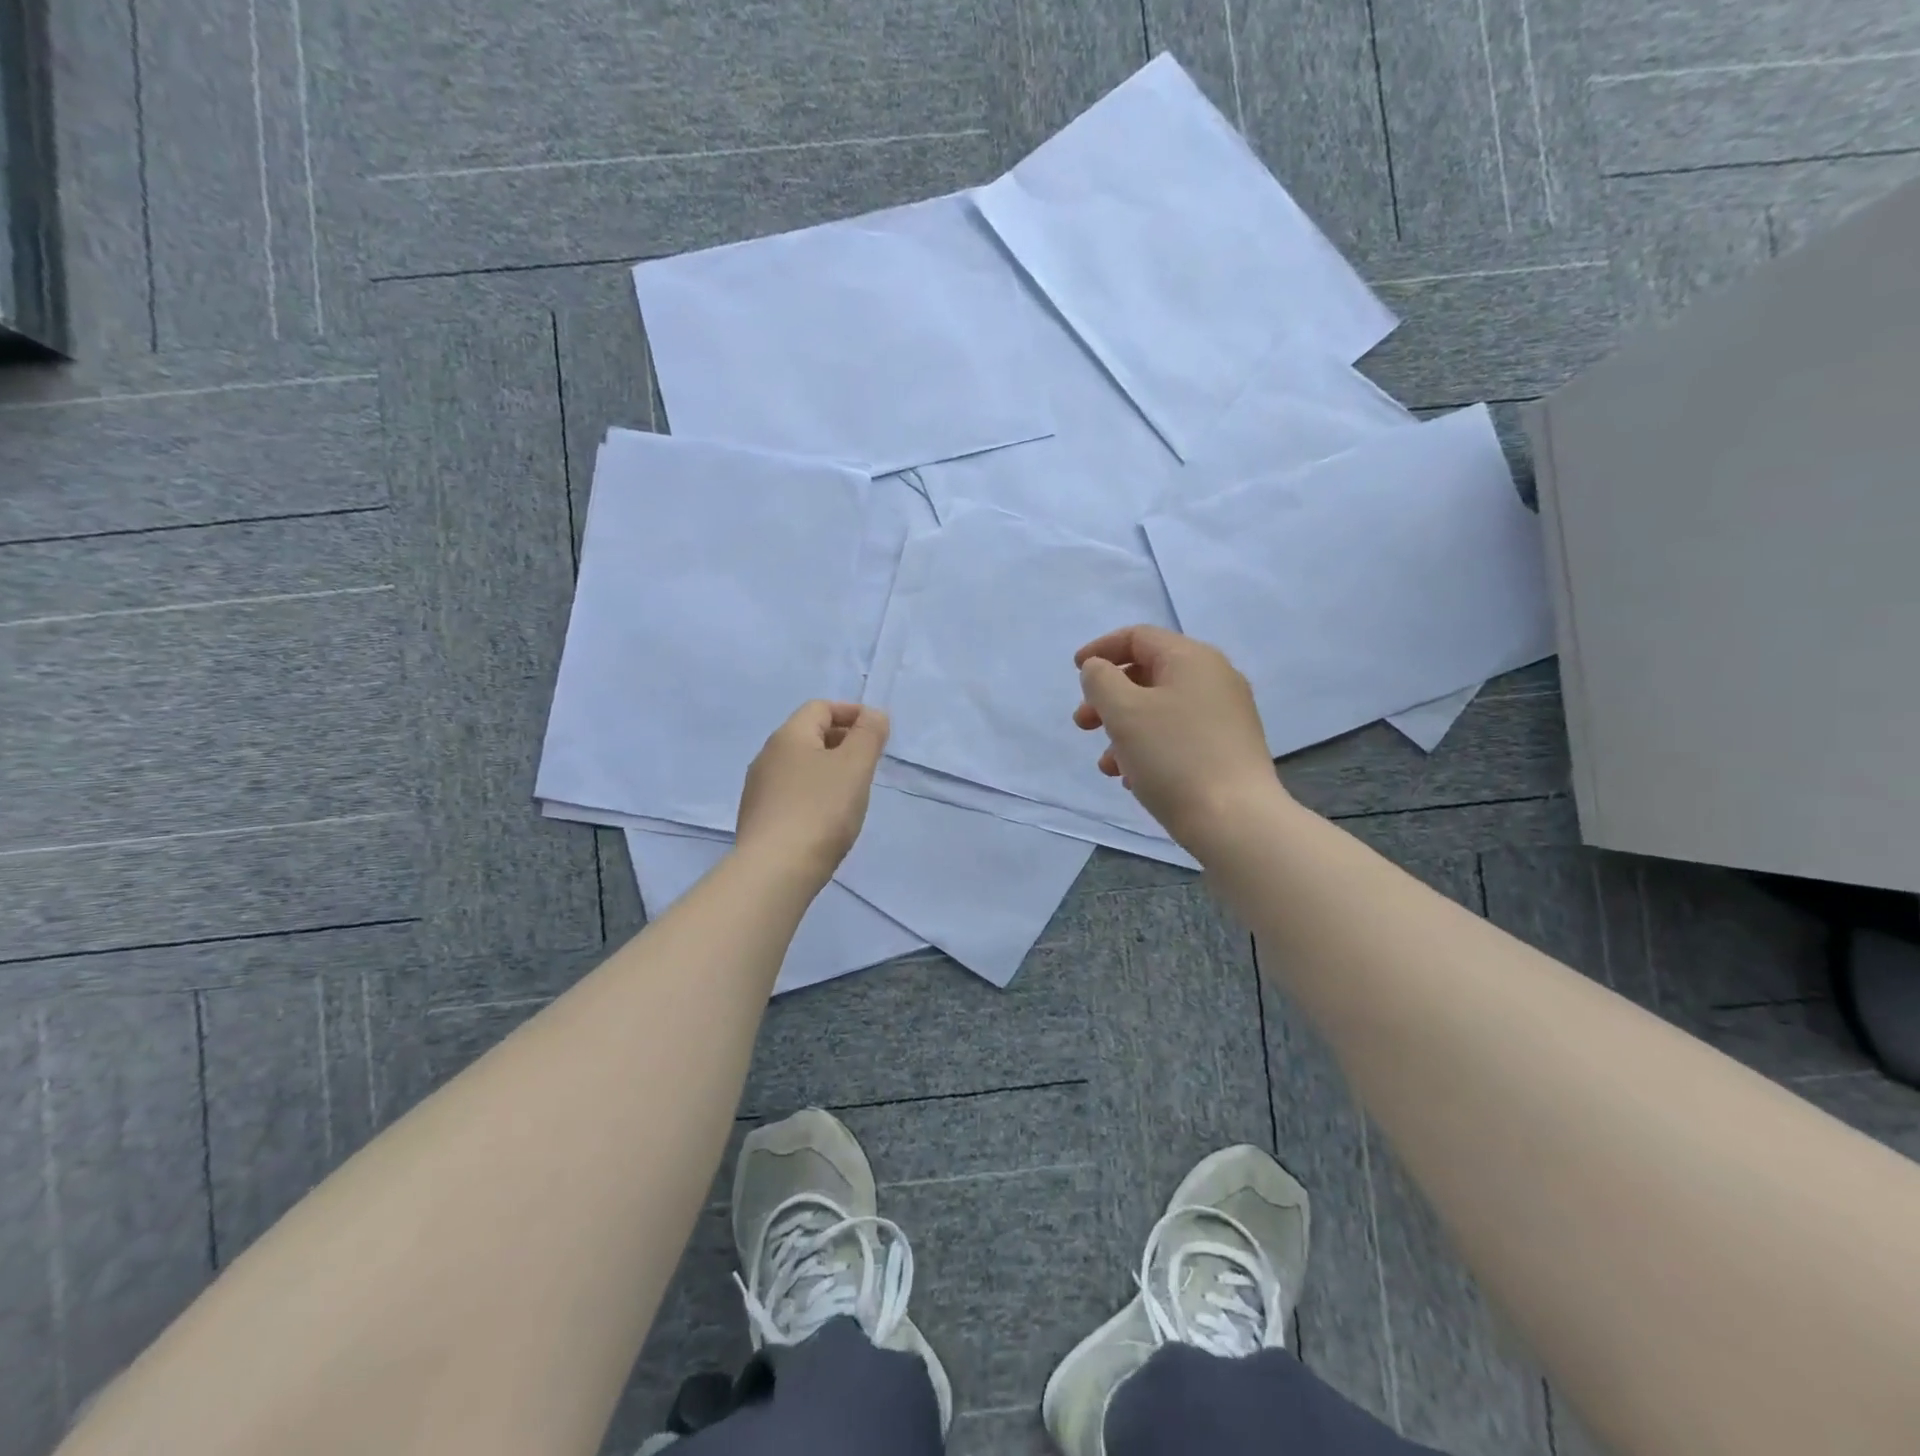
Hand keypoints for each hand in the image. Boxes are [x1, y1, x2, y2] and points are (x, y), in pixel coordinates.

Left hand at [735, 701, 888, 887]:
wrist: (775, 871)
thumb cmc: (821, 810)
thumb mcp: (855, 766)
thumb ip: (868, 734)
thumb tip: (873, 715)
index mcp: (789, 736)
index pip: (821, 707)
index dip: (852, 713)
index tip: (878, 733)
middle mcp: (767, 756)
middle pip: (809, 735)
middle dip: (843, 741)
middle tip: (870, 763)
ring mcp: (759, 789)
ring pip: (801, 766)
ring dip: (829, 769)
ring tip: (853, 791)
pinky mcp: (759, 818)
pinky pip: (792, 792)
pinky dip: (815, 793)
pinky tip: (828, 817)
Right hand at [1073, 625, 1291, 850]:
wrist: (1236, 821)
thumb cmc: (1173, 757)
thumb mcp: (1123, 711)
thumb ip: (1100, 680)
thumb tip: (1099, 670)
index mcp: (1192, 659)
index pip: (1138, 637)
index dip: (1101, 649)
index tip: (1075, 672)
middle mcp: (1215, 679)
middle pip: (1148, 674)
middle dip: (1108, 698)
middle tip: (1083, 725)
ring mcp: (1226, 716)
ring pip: (1160, 710)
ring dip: (1124, 730)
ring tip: (1107, 765)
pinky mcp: (1229, 749)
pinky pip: (1178, 736)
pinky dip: (1150, 748)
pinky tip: (1135, 780)